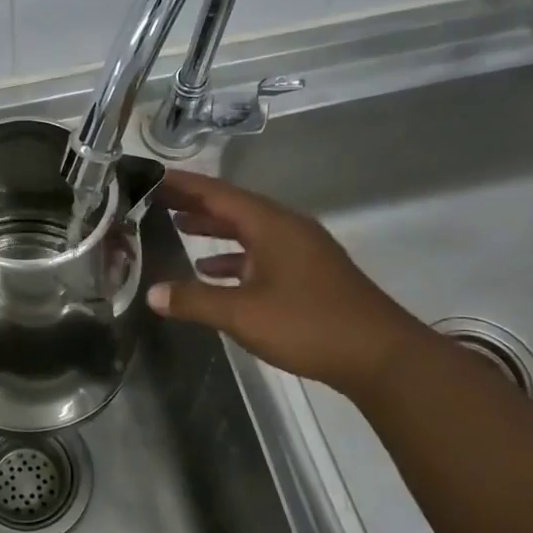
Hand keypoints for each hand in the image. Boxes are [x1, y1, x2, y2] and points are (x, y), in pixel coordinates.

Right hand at [147, 170, 429, 395]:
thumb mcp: (243, 313)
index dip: (182, 184)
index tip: (150, 176)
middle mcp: (287, 228)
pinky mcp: (308, 273)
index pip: (217, 193)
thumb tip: (152, 293)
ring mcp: (301, 250)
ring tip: (177, 226)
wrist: (382, 357)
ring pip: (248, 230)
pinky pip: (261, 252)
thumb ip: (195, 301)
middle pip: (232, 207)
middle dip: (194, 202)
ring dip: (214, 228)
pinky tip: (212, 271)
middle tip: (155, 198)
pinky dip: (234, 256)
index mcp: (271, 225)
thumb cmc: (309, 325)